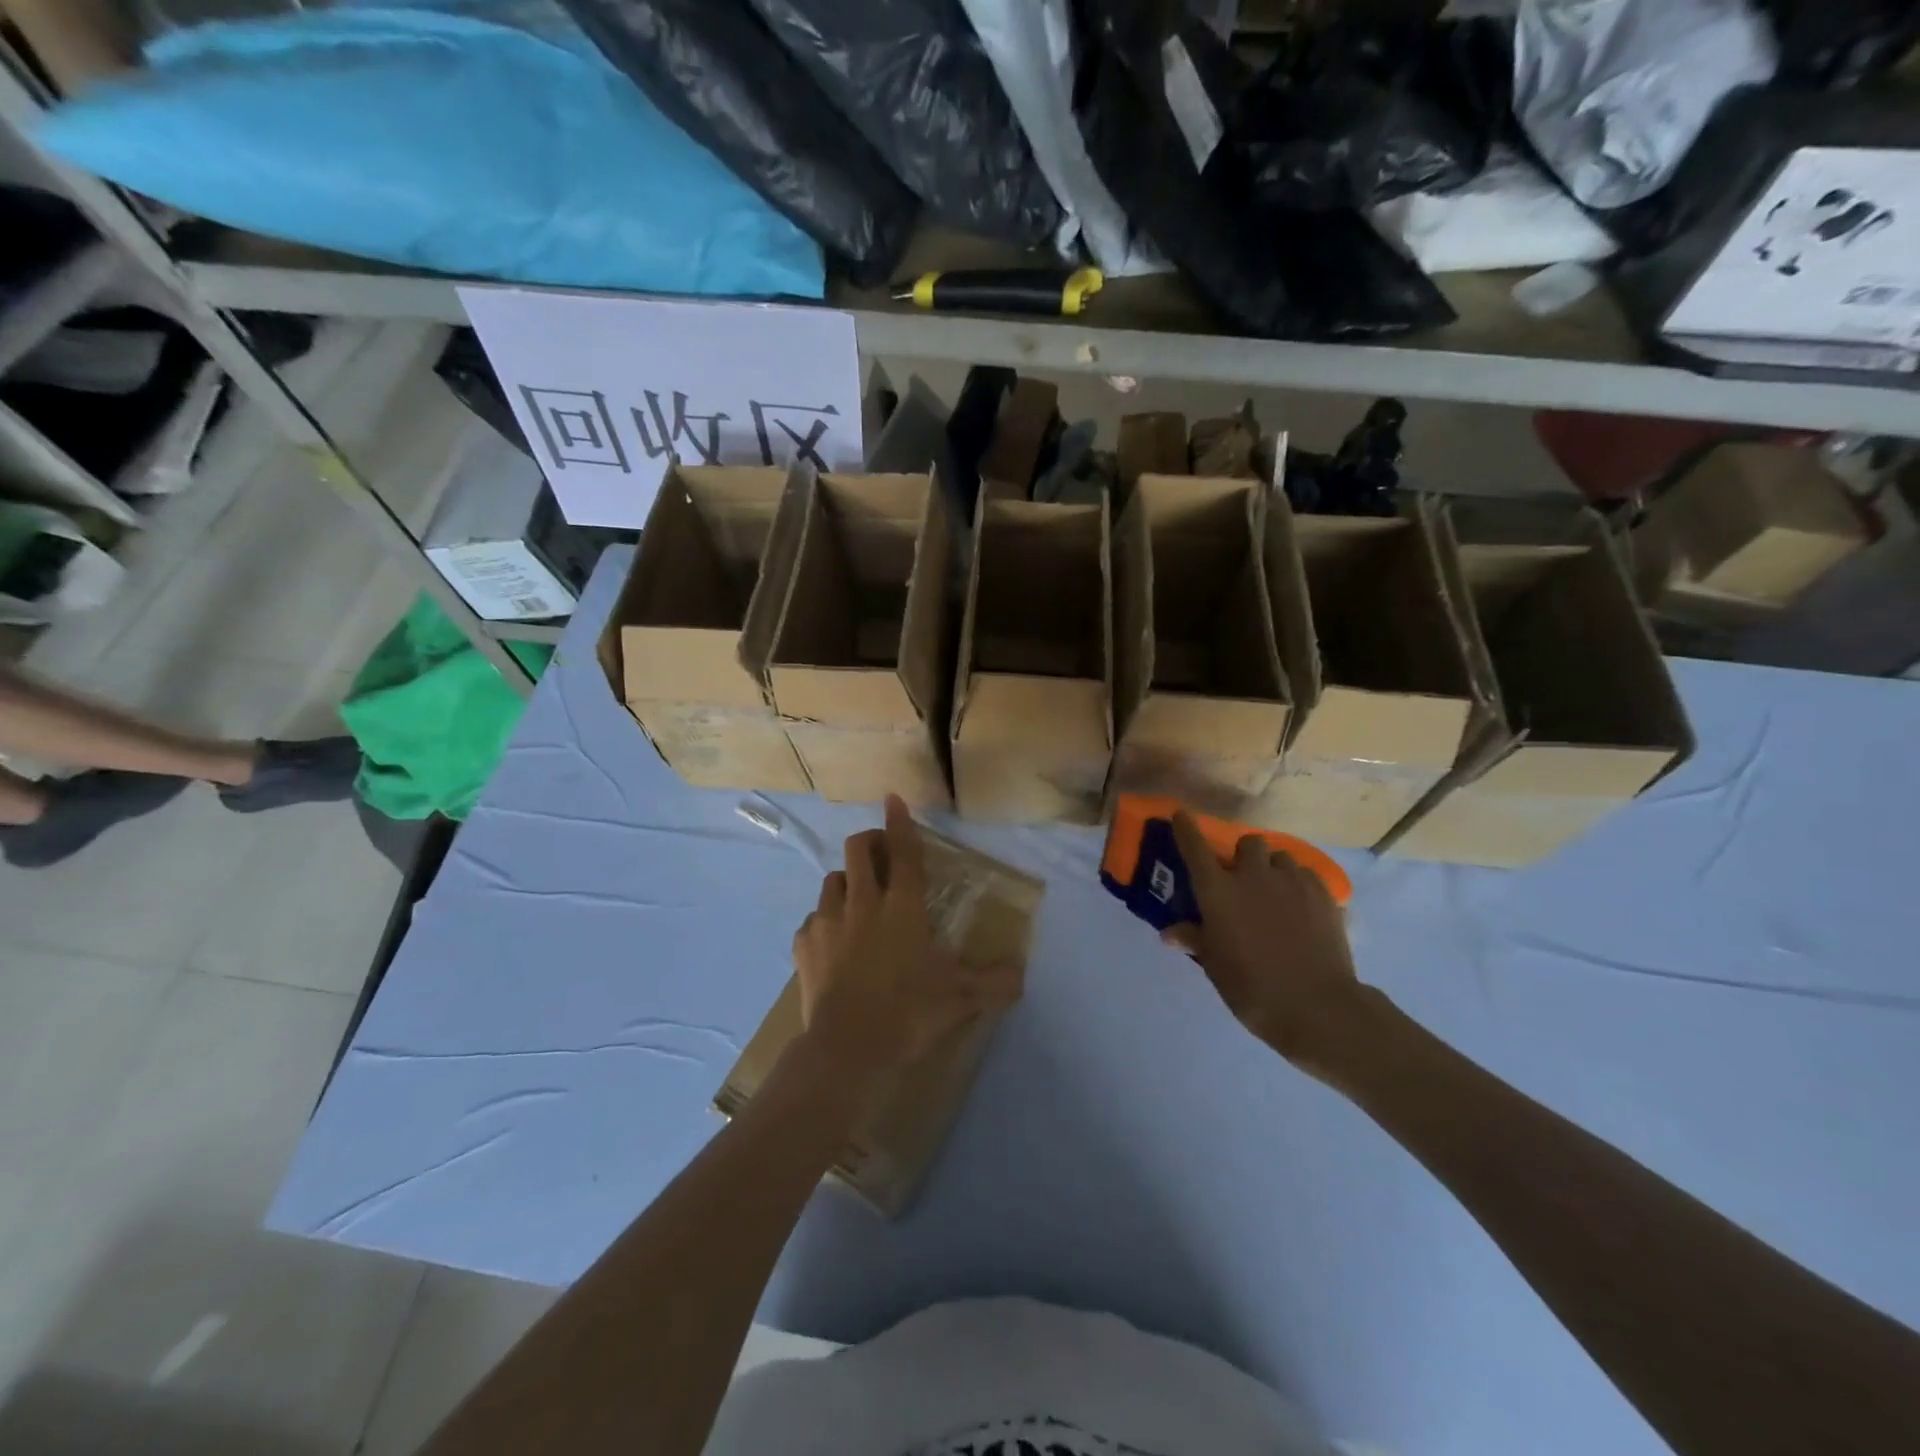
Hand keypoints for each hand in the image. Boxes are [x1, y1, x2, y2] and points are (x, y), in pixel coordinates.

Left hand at [793, 795, 1022, 1081]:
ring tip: (857, 899)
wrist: (848, 1048)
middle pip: (859, 850)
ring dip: (847, 881)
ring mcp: (828, 921)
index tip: (893, 799)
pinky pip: (813, 920)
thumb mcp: (960, 998)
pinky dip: (824, 922)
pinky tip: (832, 942)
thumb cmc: (909, 1012)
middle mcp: (863, 903)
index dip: (900, 822)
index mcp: (903, 907)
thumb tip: (1022, 975)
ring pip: (832, 879)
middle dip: (870, 841)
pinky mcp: (804, 945)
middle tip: (881, 854)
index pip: (903, 852)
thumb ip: (994, 983)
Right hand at [1164, 812, 1376, 1080]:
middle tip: (1243, 879)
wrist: (1316, 1006)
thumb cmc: (1251, 987)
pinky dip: (1298, 884)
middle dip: (1243, 855)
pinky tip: (1301, 907)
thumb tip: (1170, 933)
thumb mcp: (1214, 966)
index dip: (1186, 828)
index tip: (1181, 816)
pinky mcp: (1323, 894)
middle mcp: (1252, 875)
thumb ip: (1194, 940)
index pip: (1195, 846)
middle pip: (1248, 843)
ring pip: (1280, 857)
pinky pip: (1306, 875)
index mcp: (1218, 891)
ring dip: (1273, 868)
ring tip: (1275, 893)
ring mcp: (1291, 881)